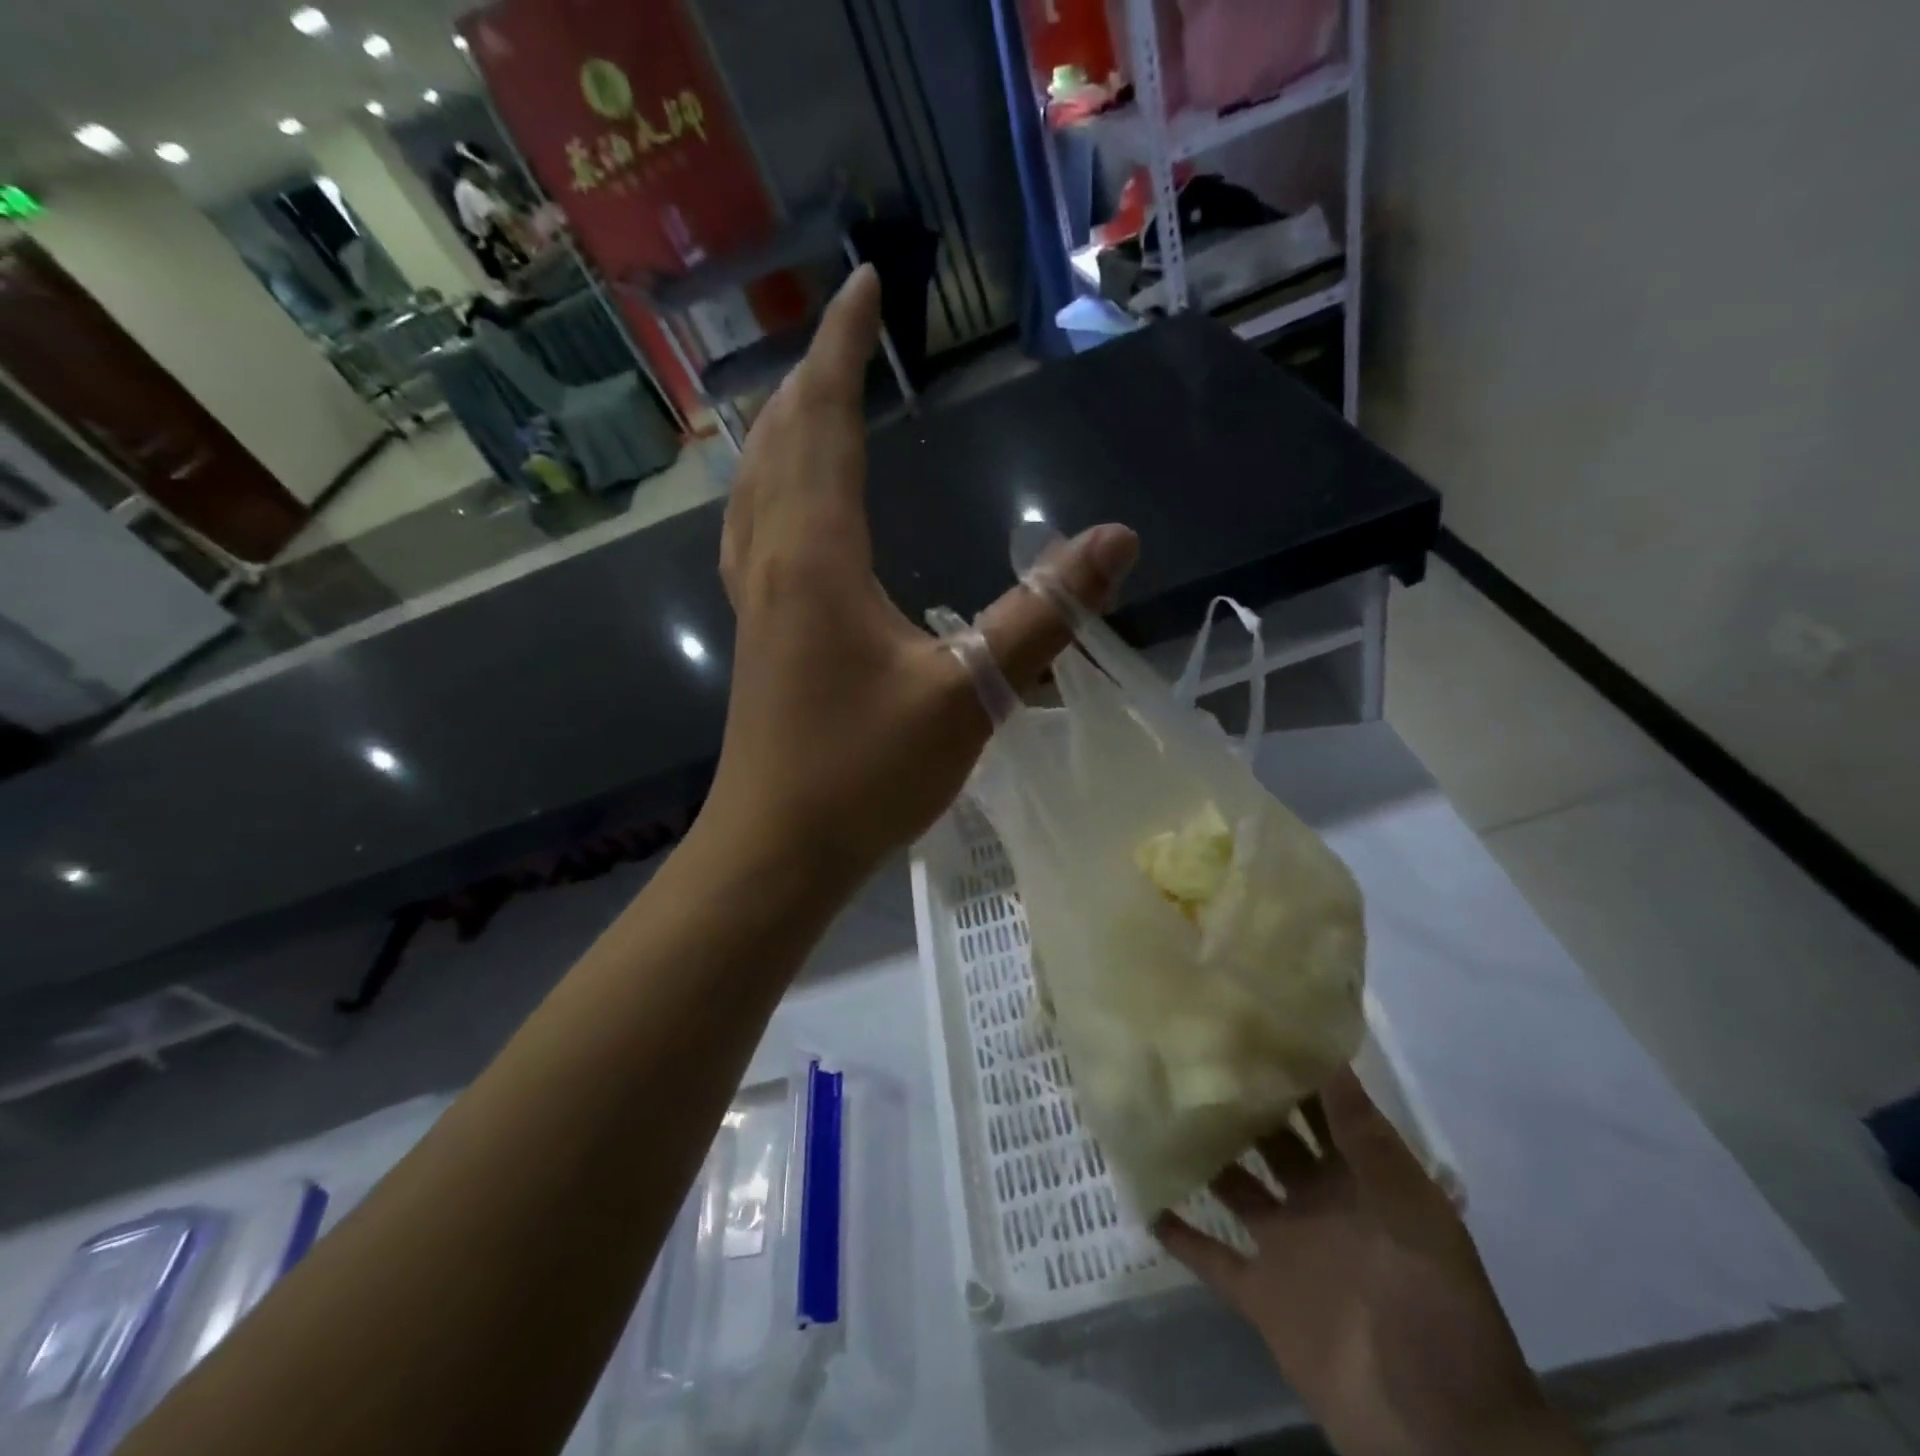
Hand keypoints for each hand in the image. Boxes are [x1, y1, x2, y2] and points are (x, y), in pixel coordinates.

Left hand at [708, 265, 1137, 878]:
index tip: (866, 283)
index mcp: (817, 556)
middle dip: (813, 374)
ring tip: (809, 394)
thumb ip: (1041, 615)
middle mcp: (775, 560)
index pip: (826, 421)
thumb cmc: (864, 775)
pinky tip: (783, 504)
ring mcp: (756, 600)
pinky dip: (768, 489)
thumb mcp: (968, 694)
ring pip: (756, 486)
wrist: (777, 849)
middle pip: (781, 442)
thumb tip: (1116, 540)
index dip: (845, 347)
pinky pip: (753, 532)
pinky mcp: (757, 636)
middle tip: (847, 329)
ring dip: (781, 428)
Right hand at [1156, 1070, 1585, 1455]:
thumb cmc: (1438, 1313)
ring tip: (1157, 1108)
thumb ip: (1368, 1141)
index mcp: (1358, 1180)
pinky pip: (1210, 1256)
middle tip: (1187, 1051)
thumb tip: (1330, 1057)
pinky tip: (1144, 1197)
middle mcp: (1316, 1201)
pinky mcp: (1259, 1294)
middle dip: (1239, 1101)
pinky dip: (1179, 1232)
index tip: (1248, 1022)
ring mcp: (1285, 1247)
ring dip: (1203, 1155)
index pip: (1321, 1108)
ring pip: (1233, 1185)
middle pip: (1269, 1138)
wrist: (1441, 1437)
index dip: (1291, 1068)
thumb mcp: (1415, 1218)